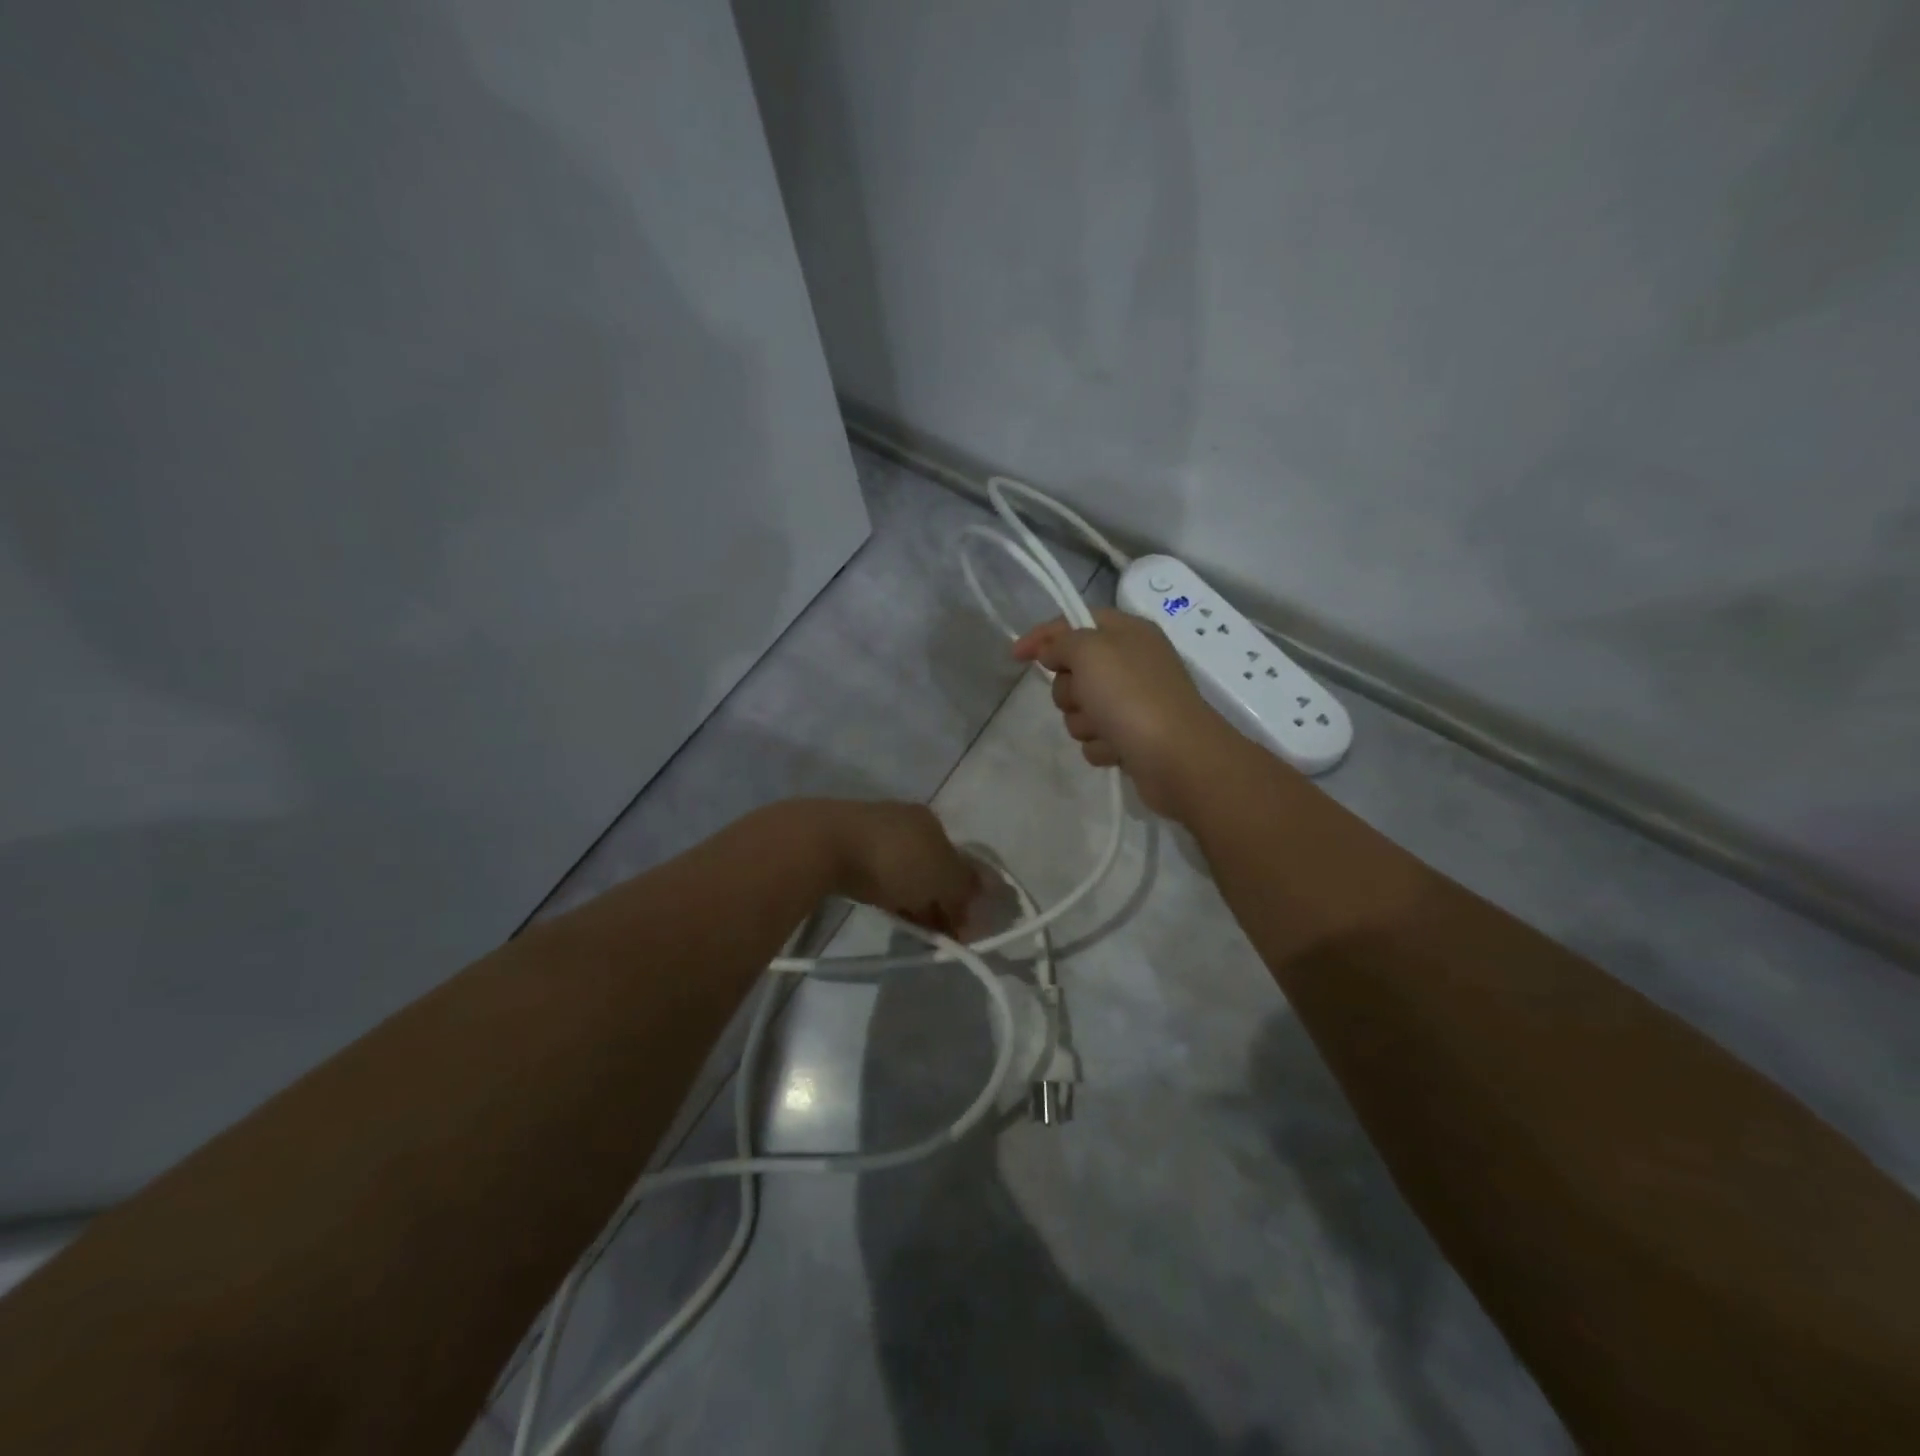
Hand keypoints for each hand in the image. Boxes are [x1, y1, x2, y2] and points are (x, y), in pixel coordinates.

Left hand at [814, 800, 979, 935]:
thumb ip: (966, 885)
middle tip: (939, 934)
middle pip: (931, 866)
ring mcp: (872, 831)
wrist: (823, 845)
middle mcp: (904, 820)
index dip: (963, 895)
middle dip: (938, 899)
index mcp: (930, 821)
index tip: (961, 928)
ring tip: (915, 930)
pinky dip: (888, 894)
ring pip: (903, 871)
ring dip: (914, 898)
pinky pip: (877, 875)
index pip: (957, 861)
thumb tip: (989, 889)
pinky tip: (887, 910)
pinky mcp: (844, 846)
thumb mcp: (942, 875)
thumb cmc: (893, 859)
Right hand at [1012, 609, 1240, 817]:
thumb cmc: (1132, 696)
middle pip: (1074, 671)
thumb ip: (1062, 642)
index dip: (1043, 636)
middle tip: (1085, 697)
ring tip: (1106, 729)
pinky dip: (1101, 745)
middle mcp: (1132, 663)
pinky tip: (1117, 749)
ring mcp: (1133, 703)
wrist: (1177, 758)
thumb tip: (1052, 652)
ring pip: (1081, 709)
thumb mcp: (1090, 652)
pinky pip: (1096, 738)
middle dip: (1069, 690)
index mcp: (1128, 632)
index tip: (1016, 656)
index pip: (1075, 622)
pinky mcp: (1132, 737)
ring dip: (1084, 722)